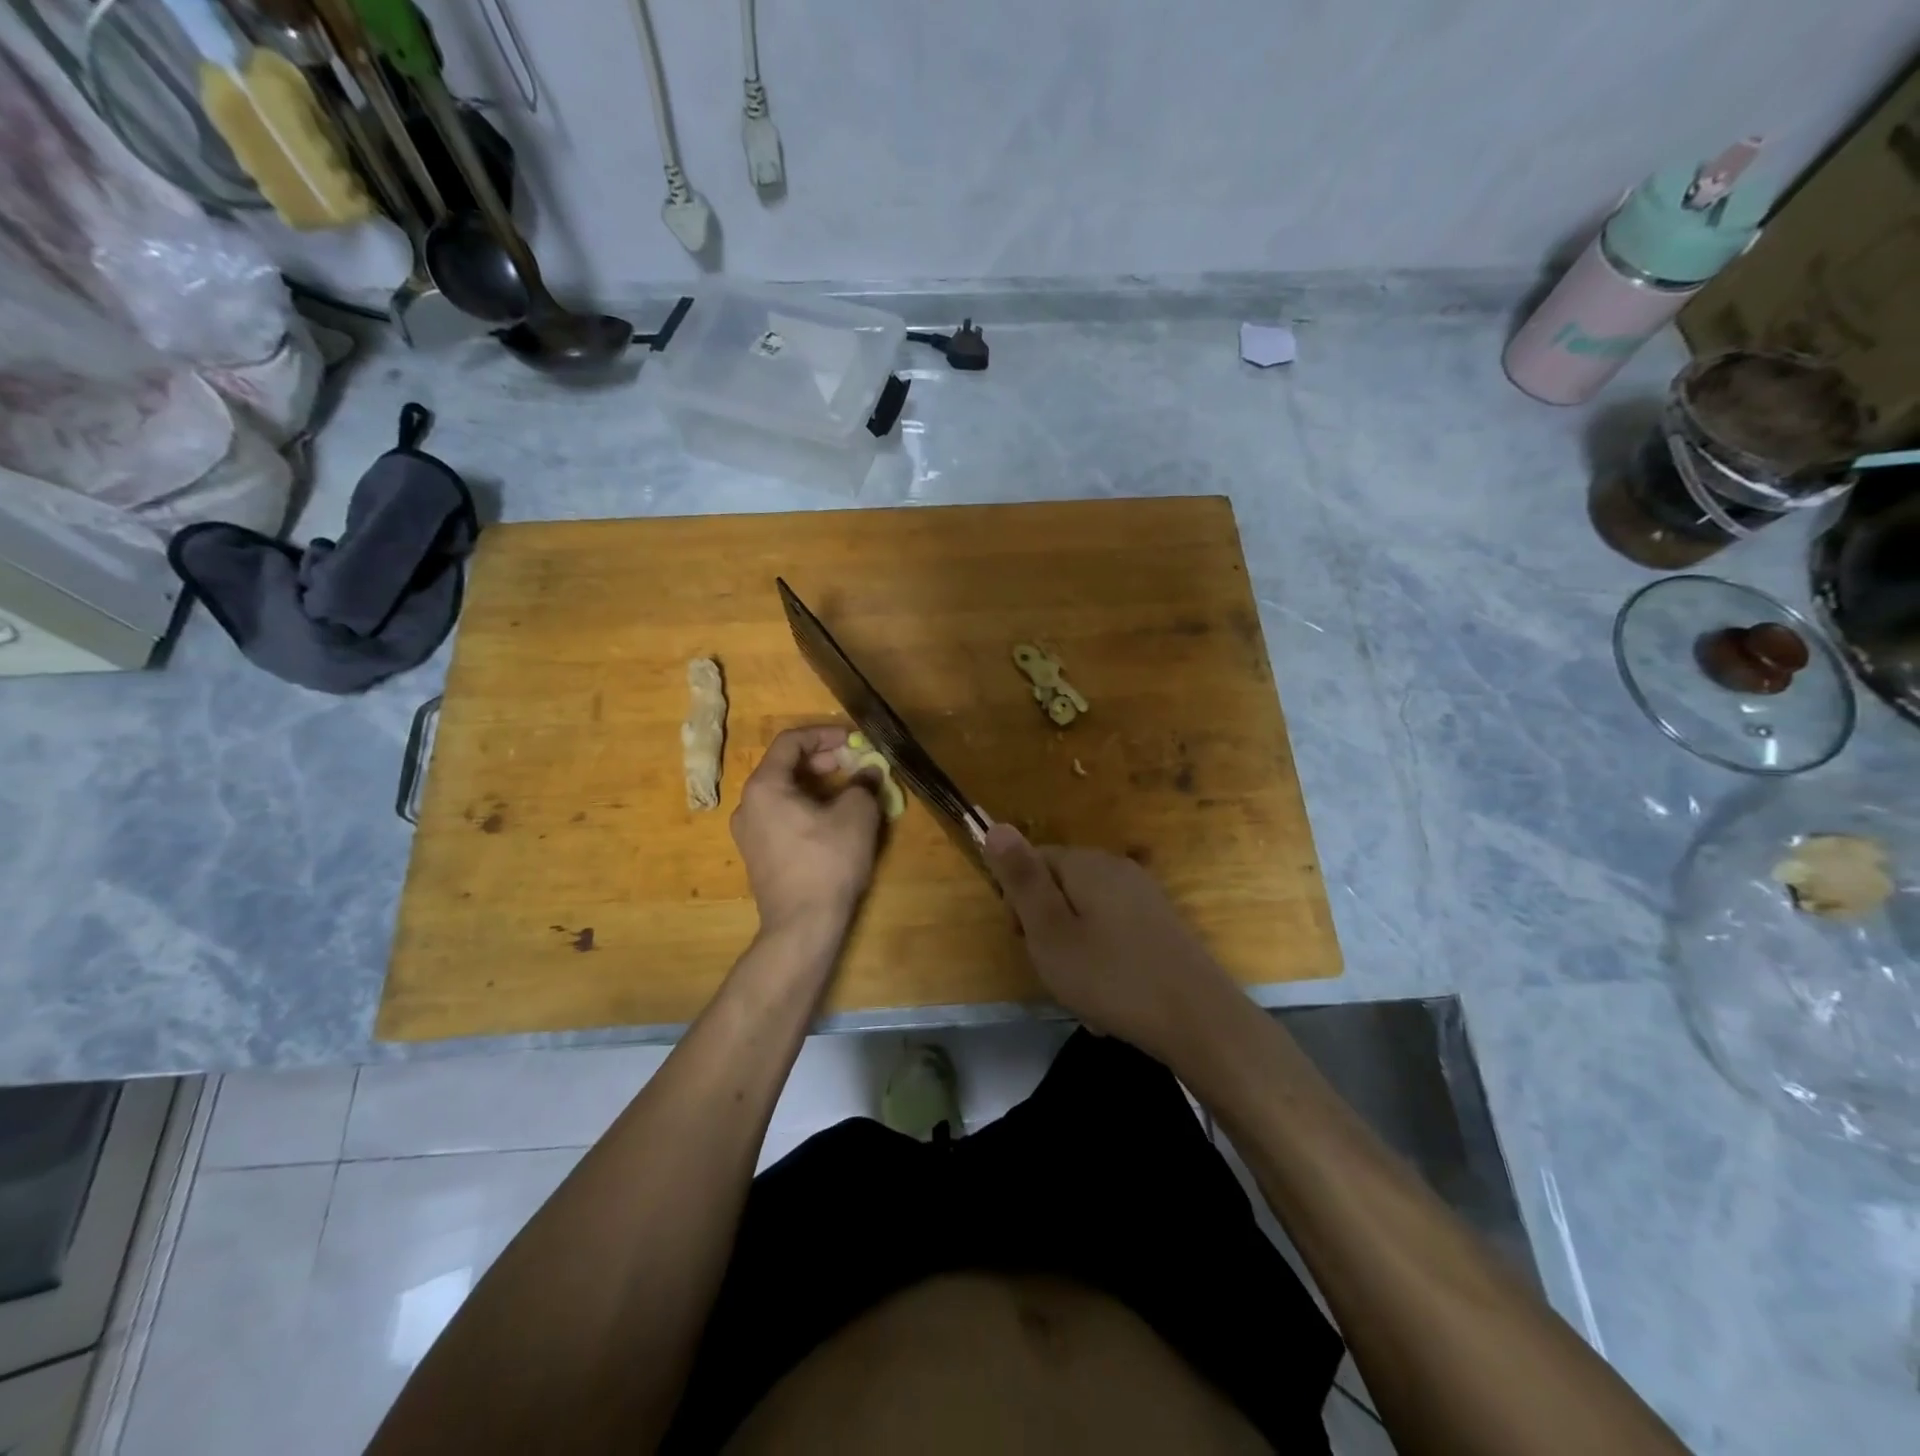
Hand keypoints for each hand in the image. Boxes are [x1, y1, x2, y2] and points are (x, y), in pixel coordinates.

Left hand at [732, 726, 882, 937]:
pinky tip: (833, 822)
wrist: (802, 925)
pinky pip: (782, 817)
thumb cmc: (827, 861)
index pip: (790, 742)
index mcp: (765, 786)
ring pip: (784, 793)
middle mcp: (748, 805)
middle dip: (823, 760)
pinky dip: (807, 808)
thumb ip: (863, 784)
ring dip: (817, 785)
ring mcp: (749, 833)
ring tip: (849, 792)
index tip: (853, 740)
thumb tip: (869, 772)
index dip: (824, 734)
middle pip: (784, 767)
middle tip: (853, 765)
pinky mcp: (759, 856)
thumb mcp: (856, 815)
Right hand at [984, 824, 1240, 1067]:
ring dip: (1076, 954)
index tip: (1024, 941)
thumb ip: (1021, 879)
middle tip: (1055, 970)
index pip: (1033, 861)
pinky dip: (1105, 964)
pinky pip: (1115, 937)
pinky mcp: (1161, 926)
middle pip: (1061, 889)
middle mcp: (1118, 869)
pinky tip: (1111, 1002)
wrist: (1199, 1020)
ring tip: (1085, 997)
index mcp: (1087, 864)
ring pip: (1087, 918)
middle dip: (1049, 930)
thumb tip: (996, 826)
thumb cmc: (1111, 976)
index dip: (1019, 900)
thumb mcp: (1050, 931)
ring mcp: (1145, 897)